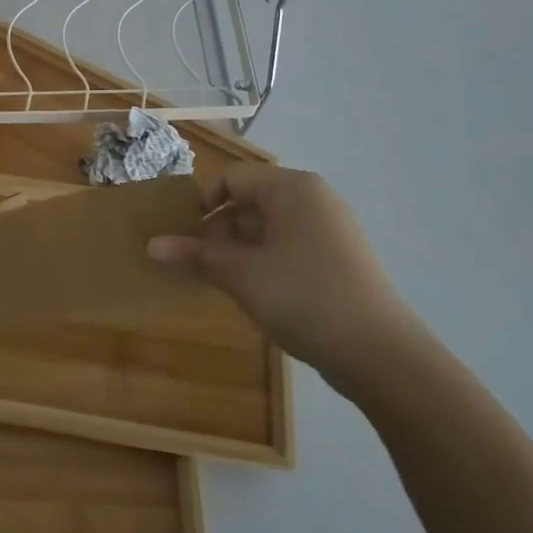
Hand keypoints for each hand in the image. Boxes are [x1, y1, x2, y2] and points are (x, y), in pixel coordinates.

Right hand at [147, 164, 429, 399]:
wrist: (381, 354)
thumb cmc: (303, 296)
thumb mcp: (240, 274)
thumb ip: (194, 255)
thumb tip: (152, 245)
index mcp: (292, 188)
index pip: (231, 178)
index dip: (201, 203)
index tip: (181, 236)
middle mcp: (313, 200)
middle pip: (248, 201)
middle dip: (216, 230)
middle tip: (193, 262)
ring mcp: (329, 231)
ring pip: (266, 228)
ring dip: (235, 249)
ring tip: (215, 280)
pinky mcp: (336, 260)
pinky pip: (286, 247)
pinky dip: (261, 262)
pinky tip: (249, 291)